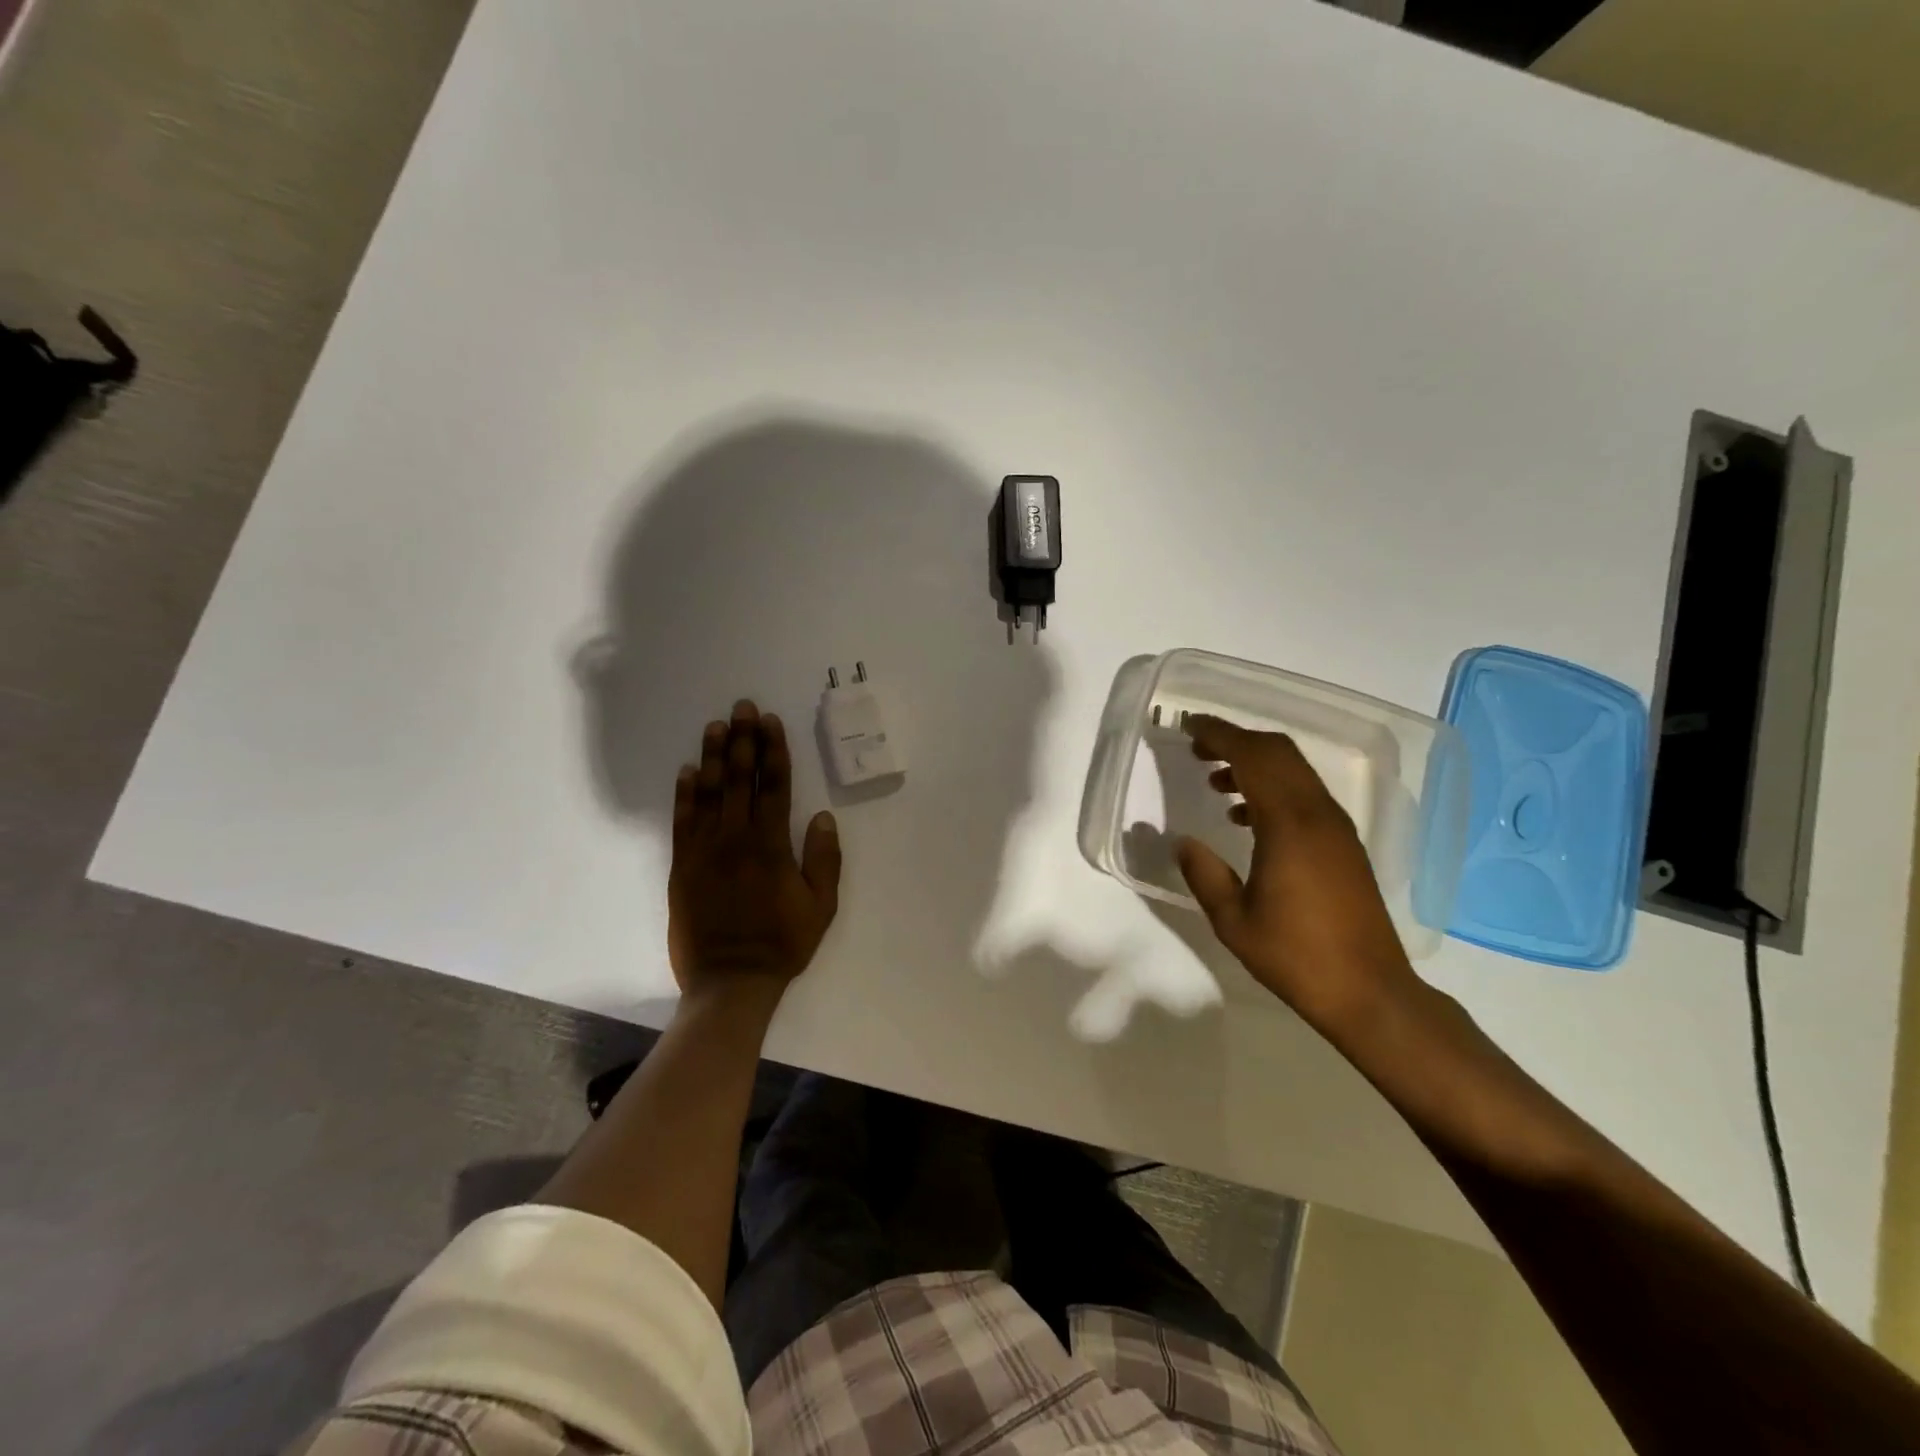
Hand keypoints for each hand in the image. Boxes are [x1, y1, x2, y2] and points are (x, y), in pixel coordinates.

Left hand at [668, 699, 840, 1002]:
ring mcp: (704, 851)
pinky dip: (684, 794)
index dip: (773, 751)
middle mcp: (735, 839)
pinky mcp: (681, 866)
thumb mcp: (821, 906)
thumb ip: (823, 859)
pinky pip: (682, 821)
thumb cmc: (782, 942)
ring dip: (713, 756)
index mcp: (771, 845)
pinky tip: (688, 771)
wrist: (730, 980)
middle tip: (743, 707)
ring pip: (709, 793)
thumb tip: (822, 816)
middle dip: (743, 740)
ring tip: (716, 726)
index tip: (771, 722)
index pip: (773, 786)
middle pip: (740, 780)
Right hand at [1175, 714, 1420, 1032]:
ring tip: (1215, 780)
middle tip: (1198, 746)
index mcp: (1289, 825)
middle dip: (1237, 740)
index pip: (1253, 757)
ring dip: (1255, 763)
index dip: (1220, 735)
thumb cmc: (1296, 956)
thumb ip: (1204, 874)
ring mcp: (1336, 828)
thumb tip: (1183, 841)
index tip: (1190, 727)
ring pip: (1295, 771)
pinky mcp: (1344, 844)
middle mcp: (1318, 815)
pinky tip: (1245, 817)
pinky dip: (1273, 788)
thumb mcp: (1233, 920)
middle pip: (1279, 753)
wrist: (1370, 992)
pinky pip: (1305, 795)